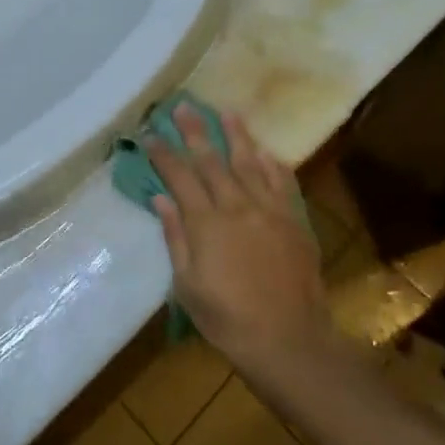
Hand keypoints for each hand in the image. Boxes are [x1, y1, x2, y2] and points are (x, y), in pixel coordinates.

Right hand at [147, 108, 336, 378]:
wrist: (288, 338)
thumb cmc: (227, 318)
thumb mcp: (187, 285)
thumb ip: (175, 237)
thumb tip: (160, 199)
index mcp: (206, 223)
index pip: (179, 177)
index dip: (163, 154)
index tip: (150, 134)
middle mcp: (236, 206)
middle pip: (211, 160)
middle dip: (194, 132)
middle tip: (183, 106)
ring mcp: (269, 210)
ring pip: (249, 163)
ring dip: (236, 135)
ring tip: (226, 112)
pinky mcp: (294, 220)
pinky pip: (282, 183)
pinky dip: (272, 164)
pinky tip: (265, 150)